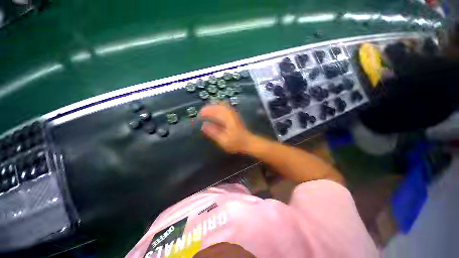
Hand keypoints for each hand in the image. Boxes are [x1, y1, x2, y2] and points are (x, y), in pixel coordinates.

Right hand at [199, 102, 251, 152]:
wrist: (248, 142)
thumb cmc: (236, 142)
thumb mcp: (223, 140)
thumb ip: (213, 132)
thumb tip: (203, 125)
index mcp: (227, 118)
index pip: (214, 110)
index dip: (205, 111)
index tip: (198, 116)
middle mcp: (230, 113)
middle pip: (217, 105)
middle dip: (208, 108)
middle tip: (201, 114)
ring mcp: (232, 113)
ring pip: (221, 104)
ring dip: (212, 107)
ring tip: (206, 113)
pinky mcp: (233, 114)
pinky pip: (224, 107)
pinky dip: (217, 108)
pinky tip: (214, 113)